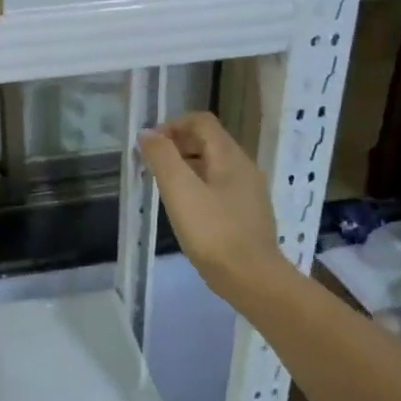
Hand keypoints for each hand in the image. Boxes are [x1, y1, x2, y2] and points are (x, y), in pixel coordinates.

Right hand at [138, 112, 284, 300]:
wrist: (253, 278)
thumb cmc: (213, 232)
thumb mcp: (180, 191)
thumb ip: (162, 158)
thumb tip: (148, 133)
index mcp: (229, 156)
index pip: (201, 121)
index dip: (172, 125)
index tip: (149, 145)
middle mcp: (244, 167)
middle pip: (208, 141)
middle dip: (177, 145)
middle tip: (152, 165)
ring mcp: (249, 192)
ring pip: (214, 165)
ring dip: (186, 166)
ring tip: (163, 187)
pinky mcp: (248, 214)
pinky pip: (220, 187)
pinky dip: (199, 186)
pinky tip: (186, 210)